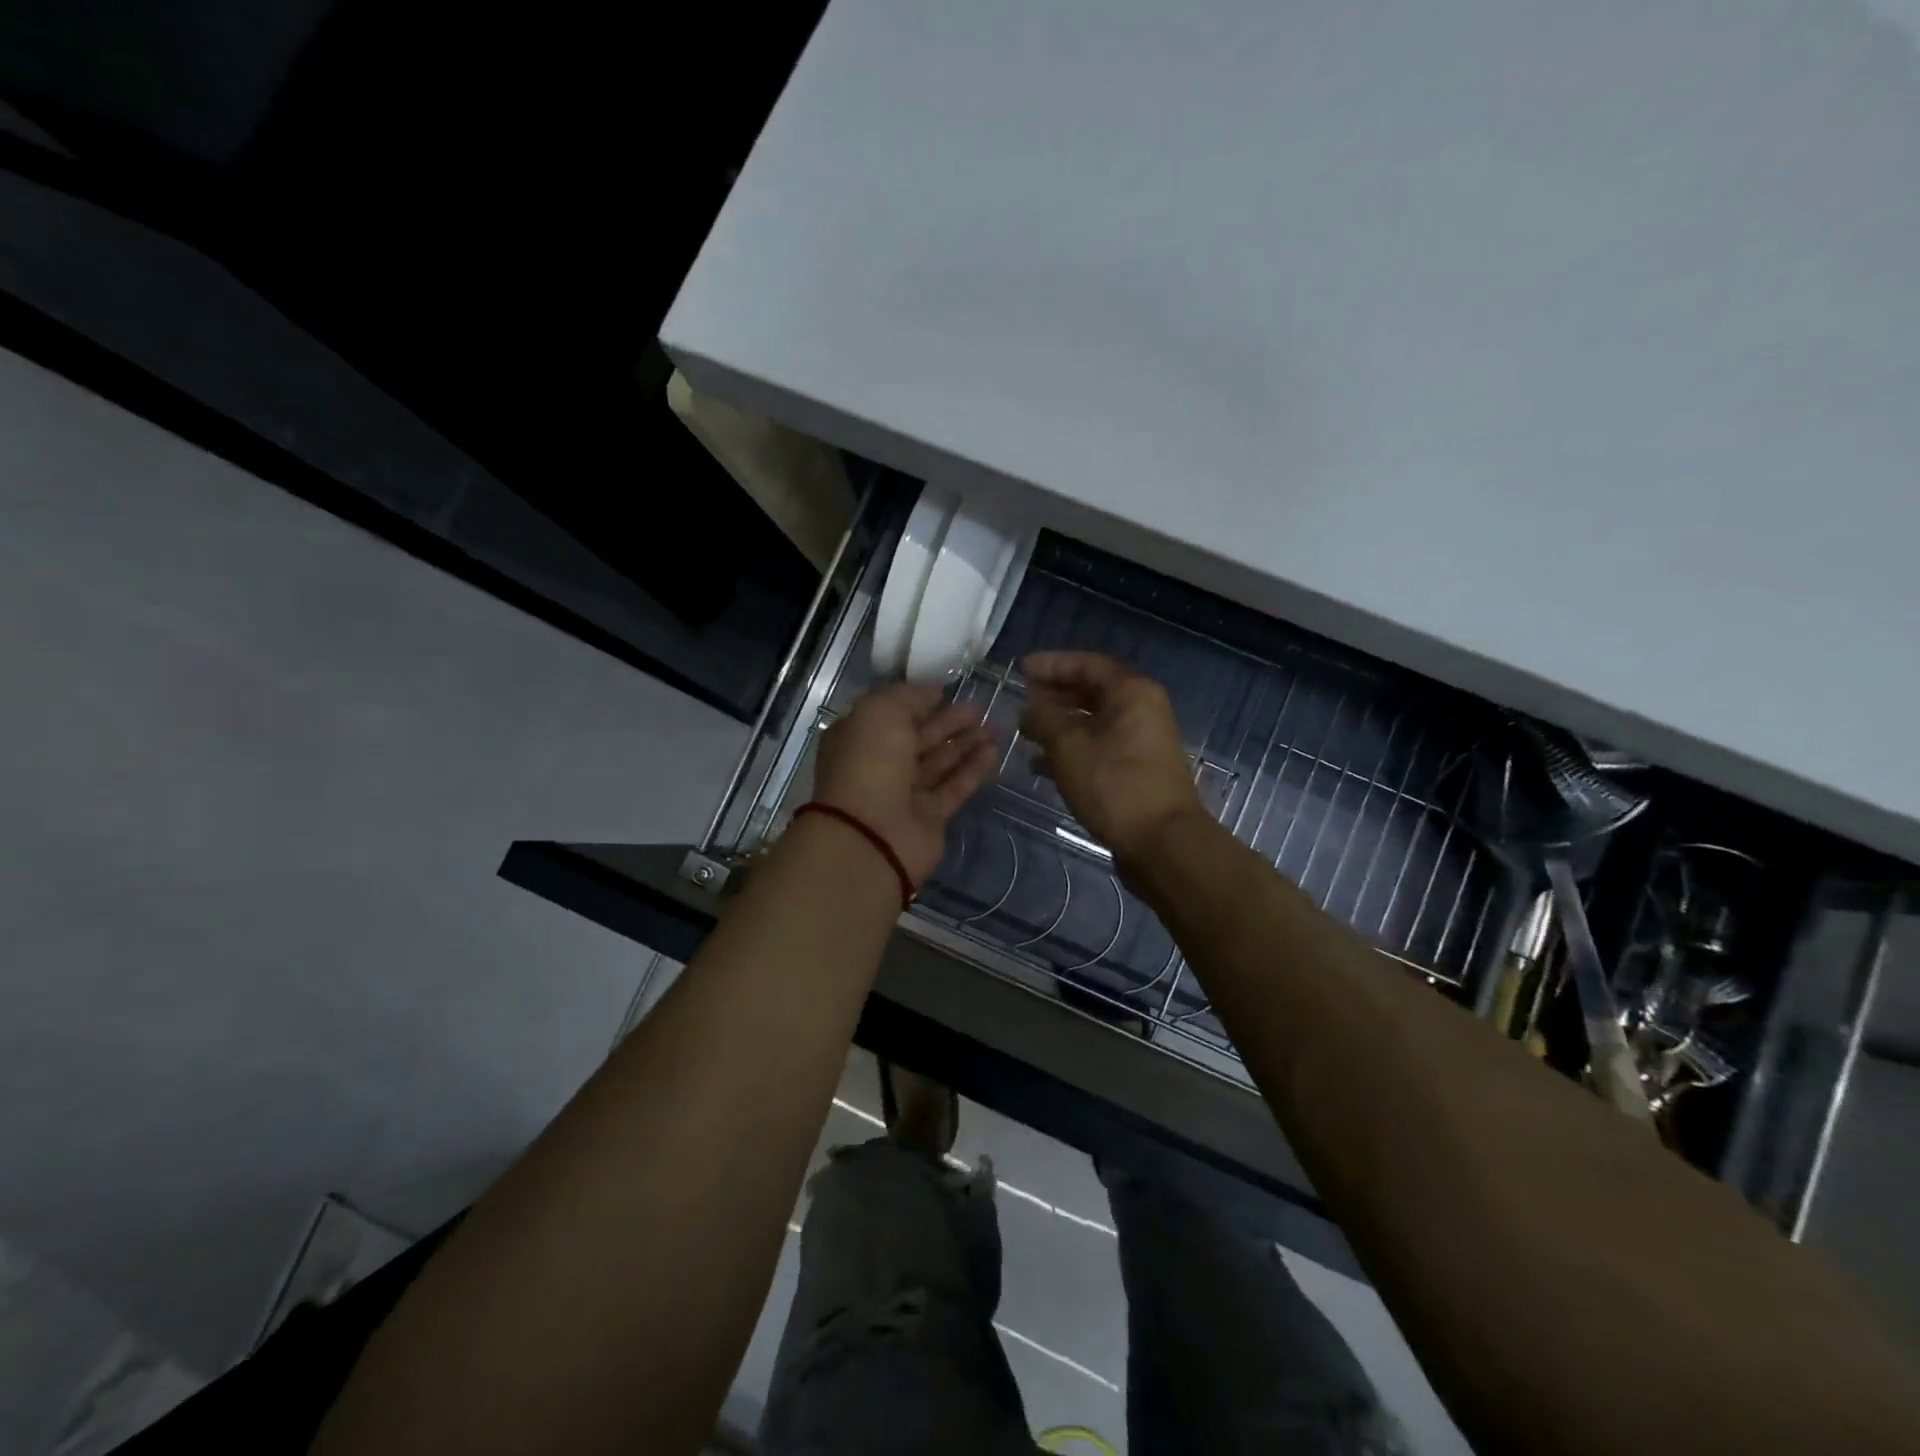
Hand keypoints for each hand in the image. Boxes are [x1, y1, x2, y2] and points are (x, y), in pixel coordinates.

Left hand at [811, 683, 998, 884]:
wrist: (871, 835)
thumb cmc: (869, 763)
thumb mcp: (880, 712)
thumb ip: (907, 697)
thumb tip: (931, 693)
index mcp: (859, 739)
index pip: (892, 716)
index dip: (918, 703)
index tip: (947, 692)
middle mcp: (880, 765)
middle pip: (918, 739)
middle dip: (947, 723)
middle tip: (978, 708)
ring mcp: (905, 794)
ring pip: (939, 763)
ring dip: (965, 744)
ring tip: (993, 726)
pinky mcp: (930, 817)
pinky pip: (954, 787)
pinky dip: (973, 769)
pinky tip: (994, 750)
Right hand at [1020, 652, 1205, 864]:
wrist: (1161, 842)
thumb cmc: (1114, 783)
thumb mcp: (1068, 745)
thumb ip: (1043, 719)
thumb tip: (1028, 711)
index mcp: (1133, 693)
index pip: (1089, 664)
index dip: (1053, 664)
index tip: (1022, 669)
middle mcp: (1143, 711)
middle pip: (1094, 692)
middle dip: (1056, 694)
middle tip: (1023, 697)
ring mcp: (1142, 744)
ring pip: (1094, 723)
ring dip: (1060, 724)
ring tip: (1027, 730)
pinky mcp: (1136, 772)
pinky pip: (1098, 748)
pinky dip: (1071, 751)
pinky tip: (1042, 764)